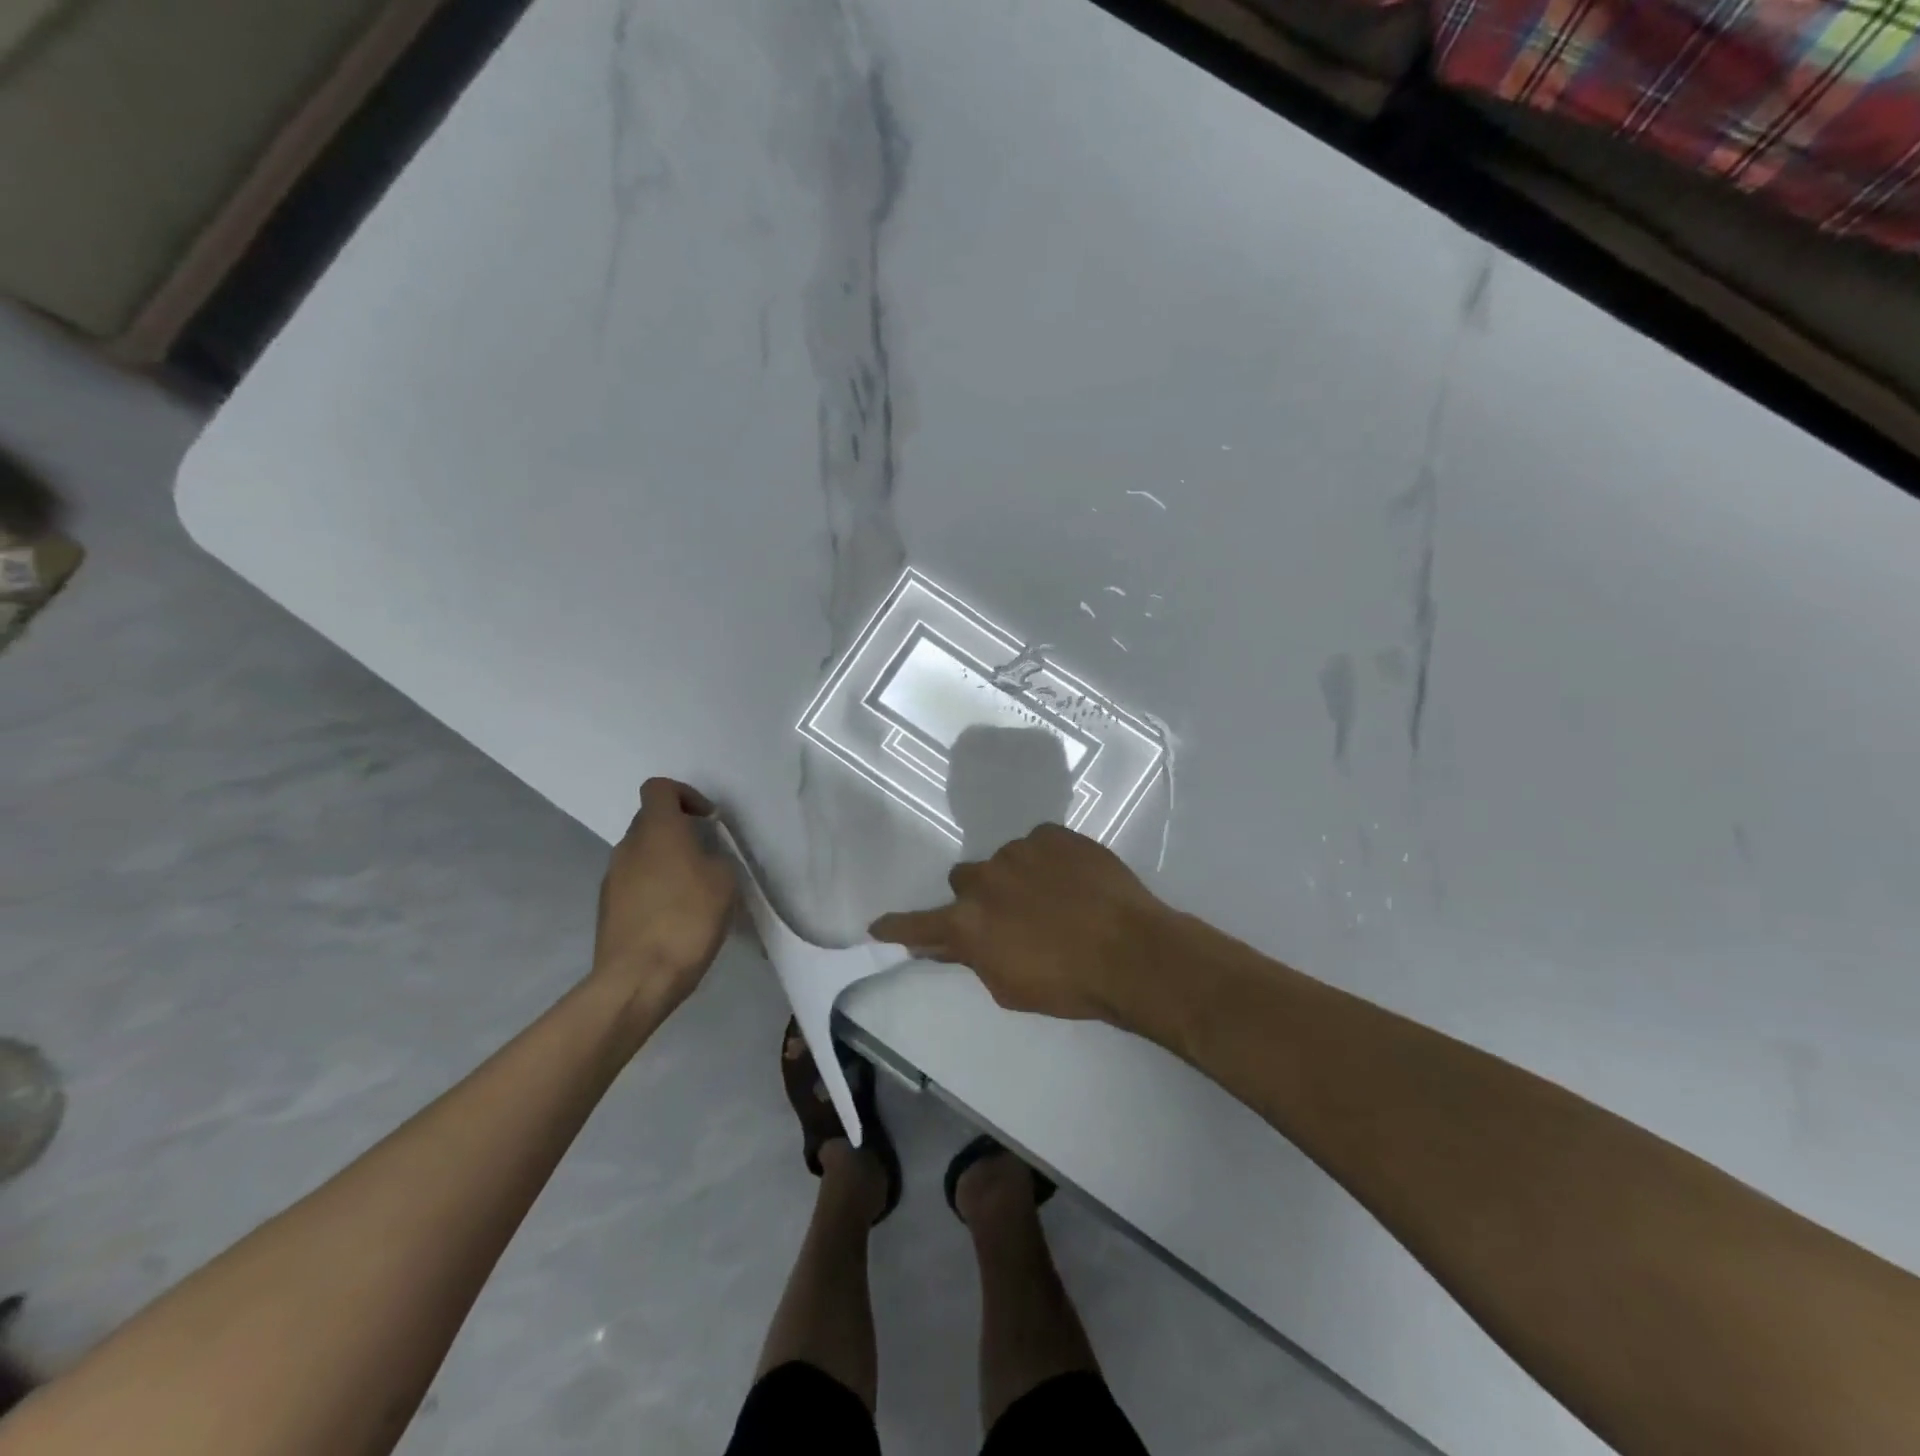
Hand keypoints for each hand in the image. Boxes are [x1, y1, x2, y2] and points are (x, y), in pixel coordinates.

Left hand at [592, 779, 736, 1016]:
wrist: (638, 978)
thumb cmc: (687, 919)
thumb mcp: (724, 881)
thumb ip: (714, 858)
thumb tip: (702, 860)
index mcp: (657, 830)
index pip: (659, 788)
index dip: (685, 795)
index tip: (708, 820)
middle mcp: (628, 846)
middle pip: (650, 821)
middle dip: (678, 831)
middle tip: (706, 856)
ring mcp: (612, 878)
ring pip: (642, 854)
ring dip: (666, 862)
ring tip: (693, 891)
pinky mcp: (607, 908)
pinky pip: (634, 883)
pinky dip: (654, 888)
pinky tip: (674, 917)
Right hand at [870, 824, 1171, 1025]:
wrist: (1132, 951)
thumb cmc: (1068, 984)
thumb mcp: (1009, 987)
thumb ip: (971, 958)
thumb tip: (942, 944)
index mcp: (967, 922)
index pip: (919, 923)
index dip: (898, 926)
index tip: (878, 925)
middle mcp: (984, 879)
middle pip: (963, 879)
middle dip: (978, 896)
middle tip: (1009, 915)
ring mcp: (1018, 850)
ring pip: (1004, 860)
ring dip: (1016, 877)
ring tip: (1053, 898)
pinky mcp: (1053, 833)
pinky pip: (1039, 843)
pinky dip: (1047, 860)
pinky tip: (1073, 880)